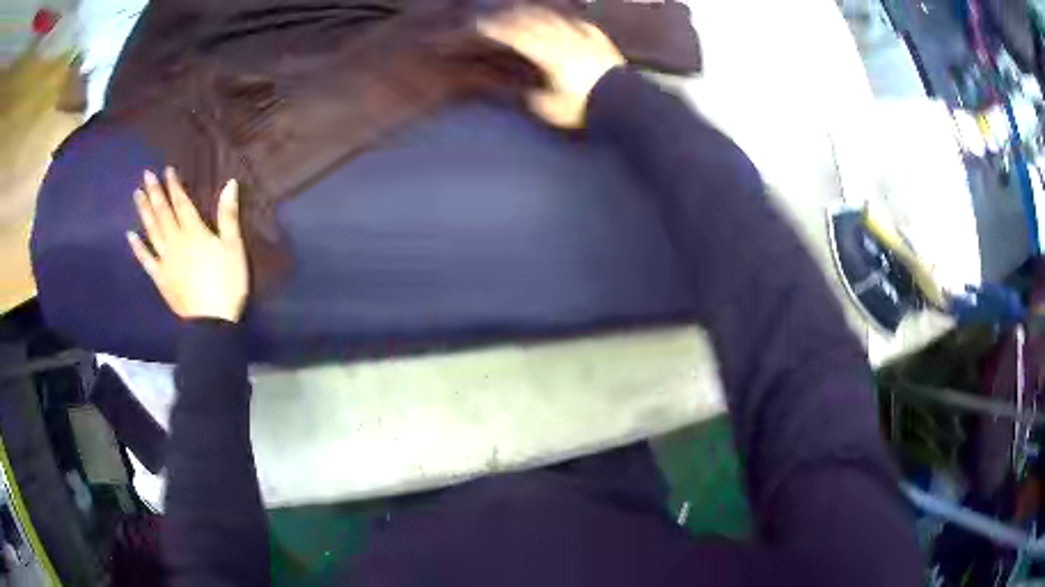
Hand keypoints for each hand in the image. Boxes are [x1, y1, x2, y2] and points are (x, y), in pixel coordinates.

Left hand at [127, 168, 249, 322]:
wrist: (212, 322)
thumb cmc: (227, 282)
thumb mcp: (234, 246)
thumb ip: (228, 215)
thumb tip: (230, 184)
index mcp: (194, 232)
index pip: (181, 203)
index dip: (174, 186)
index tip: (166, 170)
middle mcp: (175, 241)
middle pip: (163, 213)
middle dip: (155, 193)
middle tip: (146, 175)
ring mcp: (165, 260)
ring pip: (152, 231)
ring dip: (144, 212)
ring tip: (136, 194)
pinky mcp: (160, 278)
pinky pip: (146, 260)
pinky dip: (138, 247)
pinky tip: (130, 235)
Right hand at [479, 7, 624, 127]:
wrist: (625, 103)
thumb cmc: (584, 107)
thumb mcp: (549, 108)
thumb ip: (530, 95)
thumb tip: (518, 89)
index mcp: (546, 53)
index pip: (515, 36)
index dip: (496, 30)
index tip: (481, 28)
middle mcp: (563, 39)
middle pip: (533, 22)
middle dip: (512, 18)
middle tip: (498, 17)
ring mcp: (584, 37)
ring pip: (556, 19)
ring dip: (538, 14)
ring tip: (526, 12)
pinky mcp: (601, 41)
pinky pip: (582, 25)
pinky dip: (569, 21)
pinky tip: (566, 21)